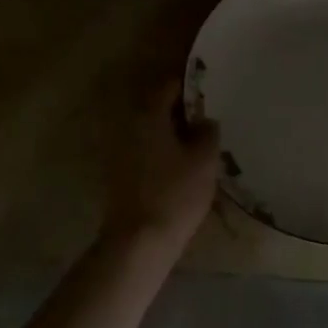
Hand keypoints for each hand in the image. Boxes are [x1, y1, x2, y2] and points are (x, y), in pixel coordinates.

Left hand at [103, 80, 220, 253]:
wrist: (138, 242)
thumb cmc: (175, 194)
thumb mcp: (204, 160)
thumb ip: (208, 132)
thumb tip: (204, 121)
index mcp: (148, 114)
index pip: (169, 85)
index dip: (191, 86)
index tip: (210, 91)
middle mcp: (128, 124)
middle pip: (157, 106)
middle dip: (181, 109)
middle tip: (206, 117)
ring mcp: (118, 149)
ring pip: (150, 129)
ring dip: (170, 131)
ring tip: (196, 141)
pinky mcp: (117, 172)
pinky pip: (143, 148)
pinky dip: (160, 149)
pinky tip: (179, 163)